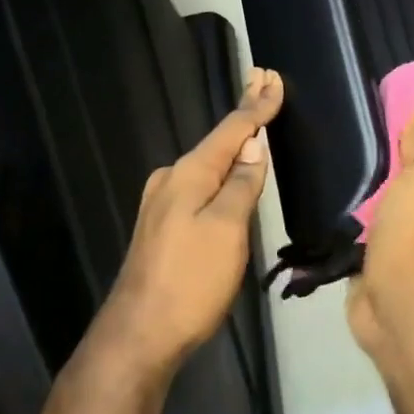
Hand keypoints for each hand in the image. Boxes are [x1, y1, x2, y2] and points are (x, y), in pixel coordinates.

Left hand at [103, 66, 284, 374]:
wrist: (139, 335)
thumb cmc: (190, 280)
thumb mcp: (227, 229)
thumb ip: (241, 184)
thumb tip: (253, 146)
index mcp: (189, 174)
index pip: (231, 130)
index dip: (257, 106)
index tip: (273, 78)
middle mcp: (172, 179)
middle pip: (217, 140)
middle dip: (243, 114)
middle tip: (263, 81)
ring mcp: (163, 203)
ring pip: (208, 163)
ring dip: (233, 140)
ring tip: (255, 121)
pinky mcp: (164, 225)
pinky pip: (200, 183)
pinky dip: (221, 167)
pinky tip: (230, 169)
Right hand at [347, 109, 413, 359]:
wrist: (395, 297)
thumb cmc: (413, 230)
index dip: (403, 122)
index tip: (373, 99)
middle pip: (393, 171)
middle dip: (372, 152)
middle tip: (337, 125)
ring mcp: (390, 233)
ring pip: (371, 197)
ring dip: (355, 184)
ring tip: (322, 154)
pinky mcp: (364, 254)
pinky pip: (352, 225)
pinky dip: (341, 214)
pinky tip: (318, 196)